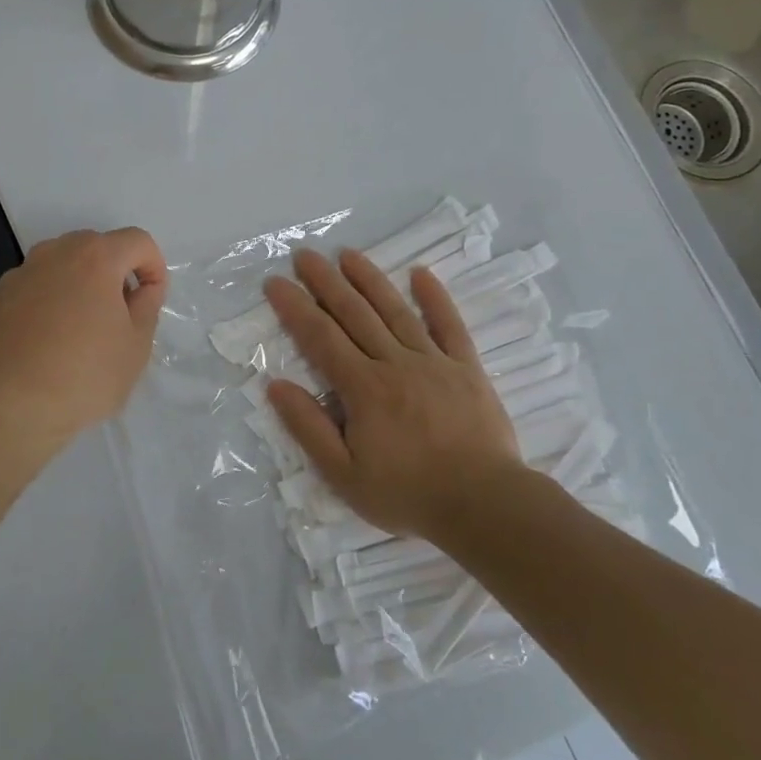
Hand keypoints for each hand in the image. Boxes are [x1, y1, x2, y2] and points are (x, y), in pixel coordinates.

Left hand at [0, 228, 167, 460]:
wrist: (7, 406)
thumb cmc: (83, 375)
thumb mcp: (136, 346)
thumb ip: (147, 306)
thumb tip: (141, 289)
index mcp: (95, 257)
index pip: (137, 241)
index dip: (153, 266)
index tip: (151, 300)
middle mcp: (54, 253)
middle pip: (95, 248)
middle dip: (114, 274)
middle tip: (120, 316)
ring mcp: (19, 274)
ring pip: (61, 268)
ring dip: (78, 287)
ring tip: (81, 332)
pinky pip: (34, 290)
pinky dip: (48, 304)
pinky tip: (46, 344)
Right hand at [264, 248, 526, 539]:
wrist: (485, 505)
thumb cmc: (408, 494)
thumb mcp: (344, 475)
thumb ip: (309, 428)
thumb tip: (275, 385)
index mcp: (363, 388)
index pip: (320, 338)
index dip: (295, 307)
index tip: (275, 282)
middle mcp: (395, 363)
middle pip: (354, 314)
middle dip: (325, 282)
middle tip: (304, 255)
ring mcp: (434, 362)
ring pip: (396, 311)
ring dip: (369, 279)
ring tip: (347, 254)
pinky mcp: (467, 368)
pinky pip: (449, 326)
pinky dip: (435, 298)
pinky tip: (421, 273)